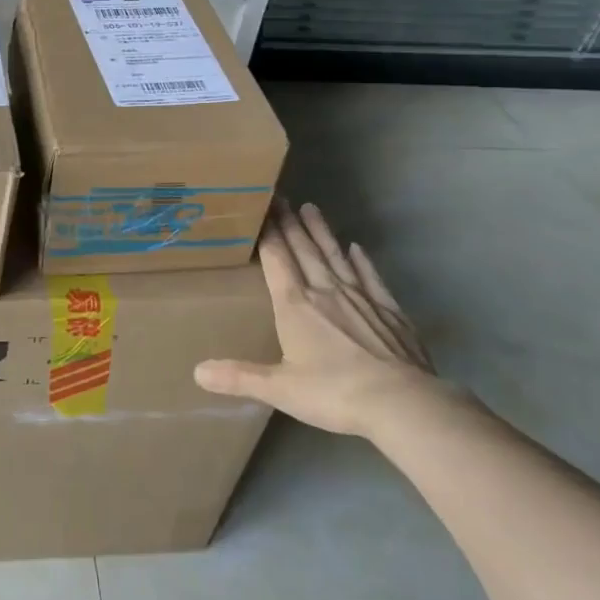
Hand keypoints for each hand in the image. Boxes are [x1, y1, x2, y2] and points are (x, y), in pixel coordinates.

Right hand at [194, 199, 440, 436]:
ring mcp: (361, 299)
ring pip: (335, 256)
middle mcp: (326, 292)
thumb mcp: (279, 389)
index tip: (261, 207)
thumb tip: (198, 372)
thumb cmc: (334, 393)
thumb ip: (239, 377)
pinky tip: (357, 248)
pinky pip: (371, 278)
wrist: (402, 403)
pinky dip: (362, 261)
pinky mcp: (390, 312)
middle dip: (289, 223)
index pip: (277, 259)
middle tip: (280, 196)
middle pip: (304, 250)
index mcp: (295, 305)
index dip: (267, 232)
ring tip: (311, 207)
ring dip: (321, 232)